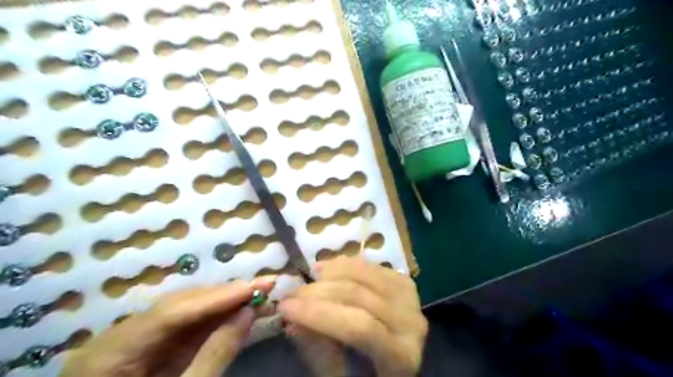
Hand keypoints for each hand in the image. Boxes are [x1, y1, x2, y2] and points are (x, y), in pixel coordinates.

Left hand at [61, 277, 275, 376]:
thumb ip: (215, 355)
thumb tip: (248, 312)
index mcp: (108, 355)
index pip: (169, 314)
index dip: (214, 298)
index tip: (252, 287)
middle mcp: (118, 337)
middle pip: (179, 305)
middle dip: (225, 295)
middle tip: (264, 285)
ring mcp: (135, 338)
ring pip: (186, 310)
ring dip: (225, 302)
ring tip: (259, 293)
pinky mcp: (152, 344)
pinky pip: (187, 324)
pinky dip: (216, 316)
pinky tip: (239, 308)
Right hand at [279, 258, 423, 374]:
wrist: (398, 357)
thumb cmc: (366, 373)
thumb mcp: (338, 371)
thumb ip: (317, 345)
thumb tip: (293, 317)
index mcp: (401, 356)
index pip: (360, 327)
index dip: (320, 314)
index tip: (285, 307)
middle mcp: (412, 323)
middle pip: (361, 297)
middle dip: (319, 293)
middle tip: (291, 294)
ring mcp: (411, 299)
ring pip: (365, 275)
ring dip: (332, 273)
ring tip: (309, 276)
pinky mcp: (405, 282)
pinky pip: (371, 266)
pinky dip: (346, 264)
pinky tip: (327, 268)